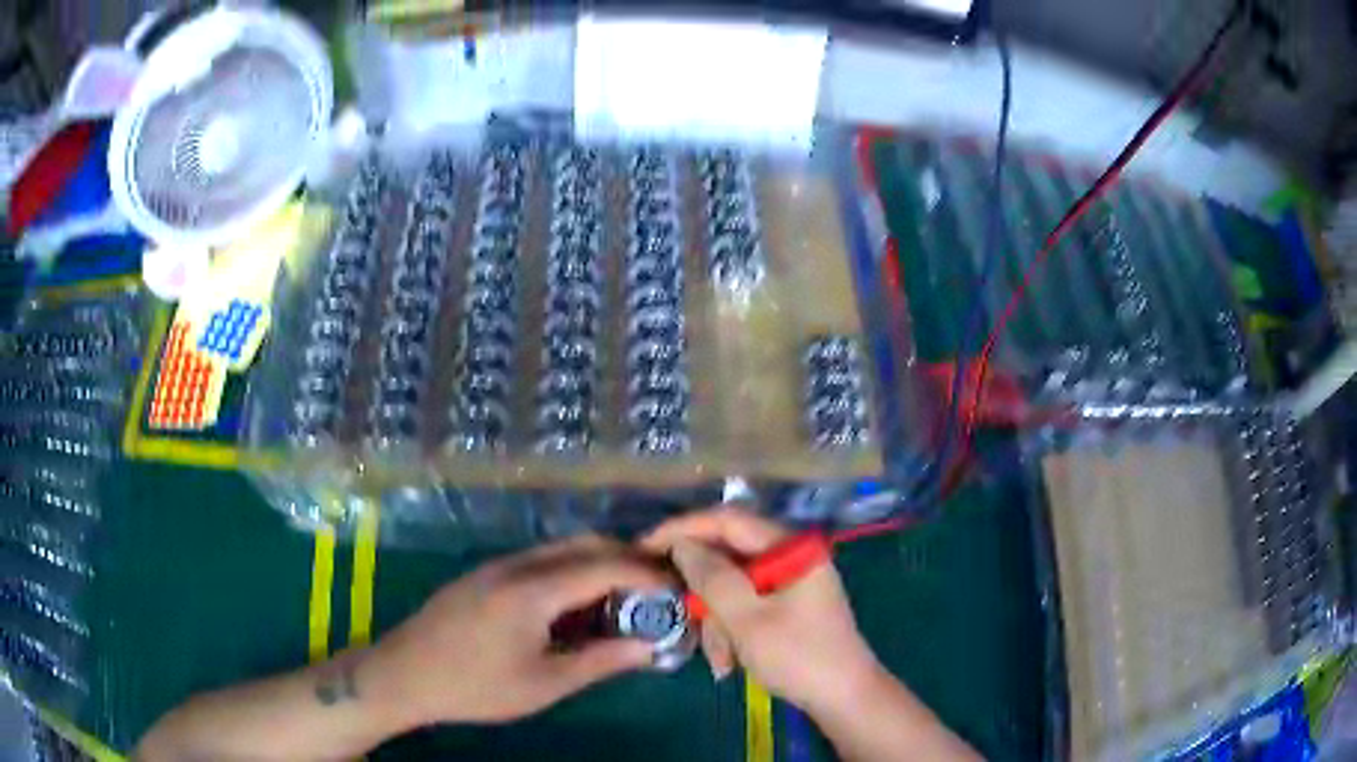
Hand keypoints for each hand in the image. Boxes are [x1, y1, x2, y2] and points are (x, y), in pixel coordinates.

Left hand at [368, 535, 668, 727]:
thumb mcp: (544, 684)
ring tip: (621, 599)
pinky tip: (573, 606)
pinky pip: (538, 561)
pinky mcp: (483, 575)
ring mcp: (495, 566)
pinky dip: (569, 573)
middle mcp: (516, 565)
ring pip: (559, 550)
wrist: (404, 674)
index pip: (604, 566)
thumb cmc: (476, 686)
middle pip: (582, 545)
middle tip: (656, 587)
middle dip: (625, 559)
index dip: (646, 572)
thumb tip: (648, 647)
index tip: (677, 585)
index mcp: (533, 590)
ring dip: (596, 564)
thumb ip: (600, 661)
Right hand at [642, 507, 885, 713]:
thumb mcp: (747, 619)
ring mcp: (790, 581)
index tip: (644, 544)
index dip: (683, 529)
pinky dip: (733, 631)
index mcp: (791, 546)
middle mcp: (791, 555)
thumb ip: (712, 577)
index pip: (728, 520)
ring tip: (720, 659)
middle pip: (729, 558)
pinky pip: (747, 606)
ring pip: (733, 588)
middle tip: (682, 617)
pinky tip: (730, 661)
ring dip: (718, 623)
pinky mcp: (788, 605)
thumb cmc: (798, 656)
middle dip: (704, 595)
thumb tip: (681, 544)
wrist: (844, 698)